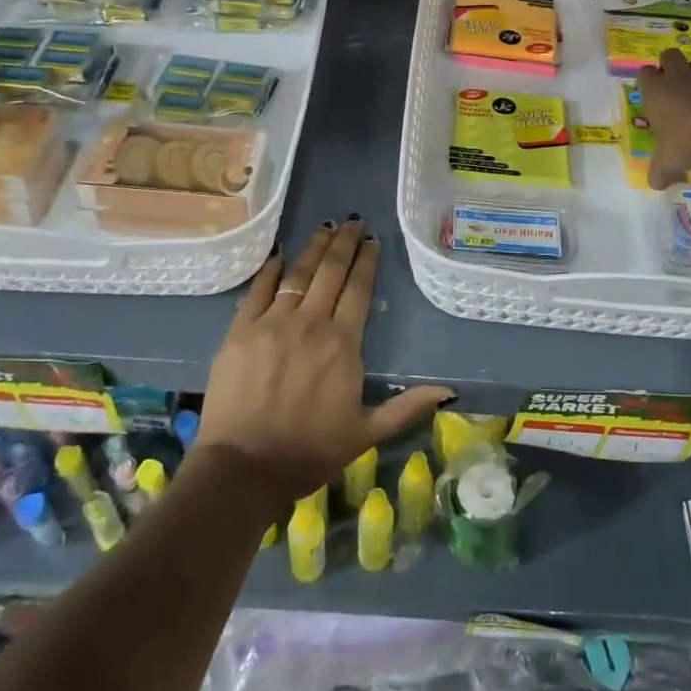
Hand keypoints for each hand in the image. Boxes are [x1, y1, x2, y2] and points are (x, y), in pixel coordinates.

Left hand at [195, 218, 453, 502]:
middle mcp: (310, 323)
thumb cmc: (309, 452)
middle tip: (352, 221)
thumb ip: (406, 407)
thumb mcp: (366, 433)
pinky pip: (257, 290)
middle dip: (344, 243)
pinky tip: (279, 254)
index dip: (366, 261)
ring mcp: (272, 323)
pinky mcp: (240, 331)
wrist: (244, 469)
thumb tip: (449, 391)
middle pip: (331, 272)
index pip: (358, 289)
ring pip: (298, 274)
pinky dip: (270, 270)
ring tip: (325, 227)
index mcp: (342, 344)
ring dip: (314, 248)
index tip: (372, 240)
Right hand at [634, 50, 690, 188]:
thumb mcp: (669, 163)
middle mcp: (681, 78)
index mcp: (657, 92)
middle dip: (671, 66)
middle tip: (674, 89)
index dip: (648, 82)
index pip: (644, 74)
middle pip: (670, 56)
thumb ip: (660, 172)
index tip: (651, 96)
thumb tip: (656, 183)